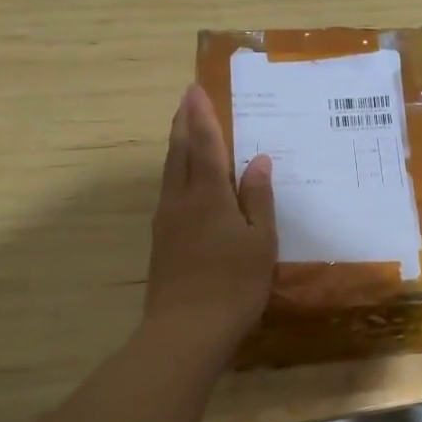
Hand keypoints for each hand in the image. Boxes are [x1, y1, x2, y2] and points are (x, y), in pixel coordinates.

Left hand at [144, 85, 276, 347]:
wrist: (186, 331)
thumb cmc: (233, 284)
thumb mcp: (259, 241)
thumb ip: (257, 198)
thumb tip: (259, 161)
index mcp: (209, 196)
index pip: (204, 146)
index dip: (202, 117)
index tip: (195, 90)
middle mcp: (181, 201)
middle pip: (179, 153)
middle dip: (183, 124)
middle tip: (187, 100)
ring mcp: (167, 222)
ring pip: (169, 173)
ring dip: (176, 146)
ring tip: (184, 130)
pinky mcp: (162, 242)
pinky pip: (169, 192)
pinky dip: (176, 172)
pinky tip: (184, 181)